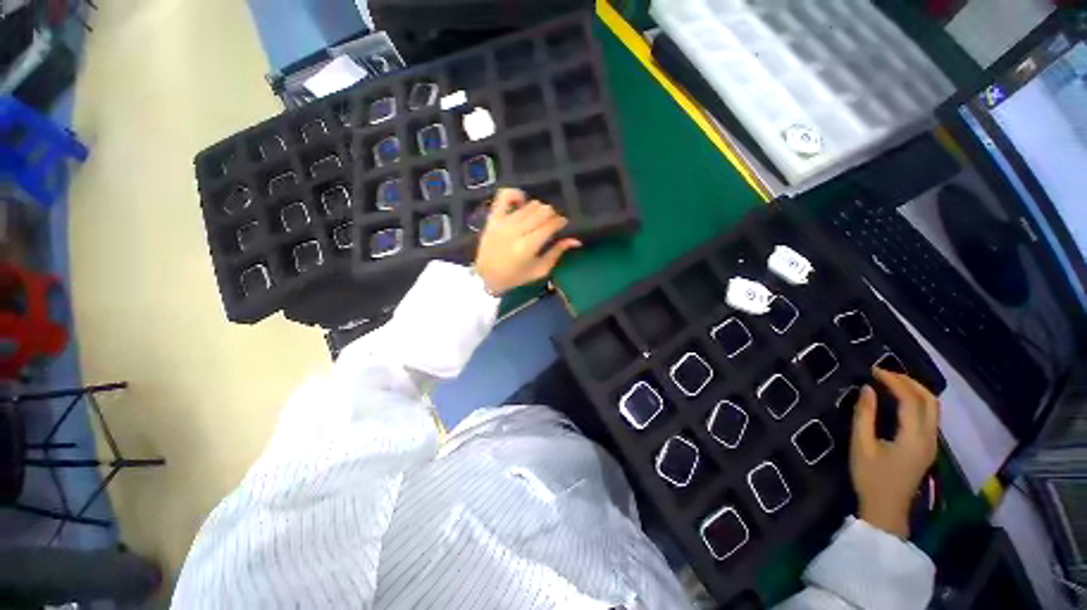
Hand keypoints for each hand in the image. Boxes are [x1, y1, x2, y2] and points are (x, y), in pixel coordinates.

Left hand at [474, 188, 581, 295]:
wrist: (486, 277)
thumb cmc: (516, 277)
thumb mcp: (540, 270)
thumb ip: (557, 253)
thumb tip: (575, 240)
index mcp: (528, 246)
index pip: (551, 224)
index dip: (561, 222)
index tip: (562, 225)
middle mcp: (516, 231)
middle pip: (543, 210)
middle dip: (552, 215)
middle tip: (551, 224)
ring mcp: (503, 222)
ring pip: (529, 204)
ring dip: (538, 209)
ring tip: (537, 220)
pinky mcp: (493, 217)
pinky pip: (504, 196)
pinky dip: (516, 195)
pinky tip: (522, 202)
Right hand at [850, 367, 939, 537]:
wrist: (886, 509)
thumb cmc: (870, 477)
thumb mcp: (861, 445)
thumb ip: (864, 416)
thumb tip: (867, 389)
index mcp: (914, 438)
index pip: (911, 400)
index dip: (894, 381)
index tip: (873, 371)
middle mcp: (930, 438)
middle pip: (930, 401)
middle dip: (910, 382)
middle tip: (885, 373)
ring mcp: (932, 444)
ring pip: (933, 408)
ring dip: (915, 391)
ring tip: (891, 383)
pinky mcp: (928, 448)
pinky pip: (929, 416)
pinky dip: (917, 402)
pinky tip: (900, 401)